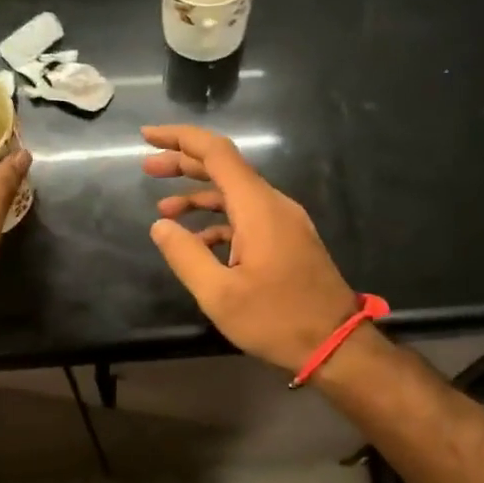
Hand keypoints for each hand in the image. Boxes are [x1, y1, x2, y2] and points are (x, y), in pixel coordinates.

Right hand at [142, 124, 358, 372]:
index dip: (179, 138)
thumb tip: (160, 225)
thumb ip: (185, 255)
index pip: (216, 153)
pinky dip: (218, 221)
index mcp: (258, 207)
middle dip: (184, 164)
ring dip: (199, 197)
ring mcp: (284, 222)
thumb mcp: (219, 294)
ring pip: (235, 195)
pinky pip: (247, 218)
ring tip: (163, 209)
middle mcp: (273, 205)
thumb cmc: (277, 319)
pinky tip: (197, 241)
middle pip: (224, 169)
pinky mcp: (288, 241)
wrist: (336, 345)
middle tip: (147, 169)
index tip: (147, 137)